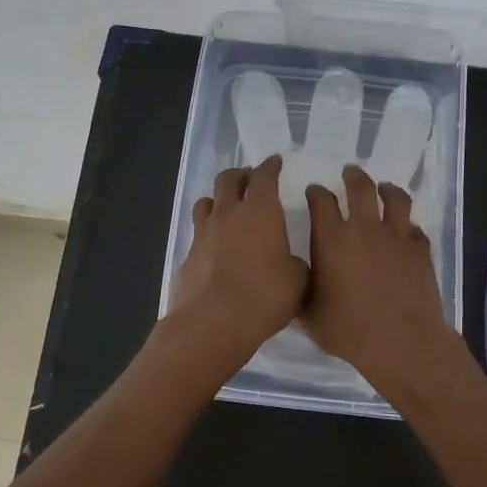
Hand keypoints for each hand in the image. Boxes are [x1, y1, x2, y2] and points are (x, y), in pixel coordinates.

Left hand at [170, 155, 309, 360]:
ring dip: (219, 199)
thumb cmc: (264, 296)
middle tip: (251, 180)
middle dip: (241, 174)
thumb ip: (295, 263)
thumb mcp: (298, 281)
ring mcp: (204, 232)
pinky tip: (218, 245)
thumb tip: (289, 262)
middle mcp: (228, 213)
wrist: (213, 323)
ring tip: (229, 208)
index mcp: (260, 211)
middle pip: (228, 179)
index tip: (275, 162)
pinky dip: (209, 230)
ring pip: (207, 201)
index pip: (264, 176)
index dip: (271, 166)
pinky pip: (199, 231)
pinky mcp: (189, 255)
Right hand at [303, 165, 455, 386]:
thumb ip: (302, 291)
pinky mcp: (420, 250)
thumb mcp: (310, 315)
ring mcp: (396, 236)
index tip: (314, 191)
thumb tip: (296, 282)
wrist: (400, 341)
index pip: (321, 201)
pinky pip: (415, 229)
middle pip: (360, 187)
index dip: (316, 192)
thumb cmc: (348, 329)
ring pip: (395, 199)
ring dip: (387, 189)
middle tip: (349, 172)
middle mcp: (364, 228)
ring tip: (385, 188)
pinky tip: (407, 231)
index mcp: (331, 238)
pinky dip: (409, 227)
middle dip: (352, 176)